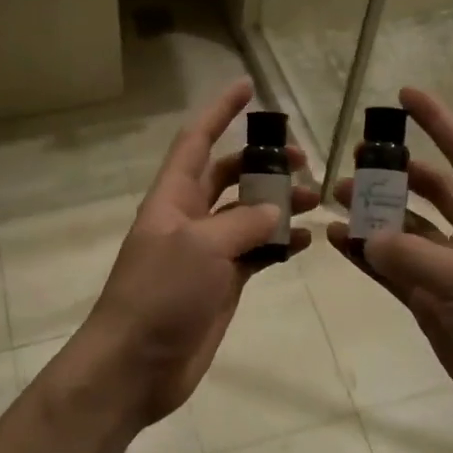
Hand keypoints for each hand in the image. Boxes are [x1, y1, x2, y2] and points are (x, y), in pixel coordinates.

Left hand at [86, 78, 316, 426]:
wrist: (136, 365)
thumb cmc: (159, 294)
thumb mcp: (200, 247)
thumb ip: (242, 222)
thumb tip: (274, 210)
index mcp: (174, 197)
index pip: (198, 140)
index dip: (220, 111)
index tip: (248, 86)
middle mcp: (191, 217)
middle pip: (230, 174)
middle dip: (263, 162)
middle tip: (304, 159)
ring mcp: (208, 252)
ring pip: (249, 214)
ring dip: (280, 203)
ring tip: (316, 200)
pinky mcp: (223, 283)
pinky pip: (257, 252)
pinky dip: (281, 243)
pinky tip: (306, 241)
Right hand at [328, 87, 452, 452]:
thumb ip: (413, 256)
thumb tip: (361, 235)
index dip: (437, 122)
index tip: (404, 94)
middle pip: (428, 190)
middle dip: (393, 172)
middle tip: (350, 160)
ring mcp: (450, 271)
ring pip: (403, 231)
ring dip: (371, 214)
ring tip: (332, 199)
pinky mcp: (432, 305)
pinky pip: (392, 271)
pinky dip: (366, 256)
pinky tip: (336, 242)